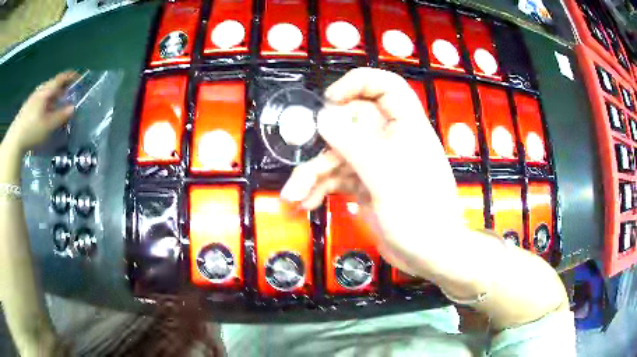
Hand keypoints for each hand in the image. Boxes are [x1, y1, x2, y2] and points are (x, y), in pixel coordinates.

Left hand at [3, 71, 77, 153]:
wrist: (15, 140)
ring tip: (57, 105)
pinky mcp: (27, 107)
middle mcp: (39, 91)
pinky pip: (40, 100)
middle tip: (68, 95)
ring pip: (45, 93)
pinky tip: (45, 113)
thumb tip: (72, 108)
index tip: (79, 78)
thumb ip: (60, 116)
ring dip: (53, 96)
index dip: (70, 76)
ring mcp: (32, 99)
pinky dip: (46, 103)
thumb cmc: (32, 131)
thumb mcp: (48, 126)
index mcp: (45, 91)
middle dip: (61, 88)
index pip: (60, 78)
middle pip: (52, 84)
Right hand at [281, 68, 463, 277]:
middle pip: (349, 123)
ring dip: (312, 175)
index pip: (385, 86)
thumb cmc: (419, 213)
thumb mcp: (385, 175)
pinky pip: (336, 178)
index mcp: (405, 126)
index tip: (331, 100)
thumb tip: (323, 117)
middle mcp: (388, 139)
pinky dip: (318, 189)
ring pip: (337, 155)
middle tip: (304, 162)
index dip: (358, 84)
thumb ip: (353, 143)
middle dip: (322, 145)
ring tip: (293, 195)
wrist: (429, 255)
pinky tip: (304, 203)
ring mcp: (374, 163)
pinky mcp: (364, 185)